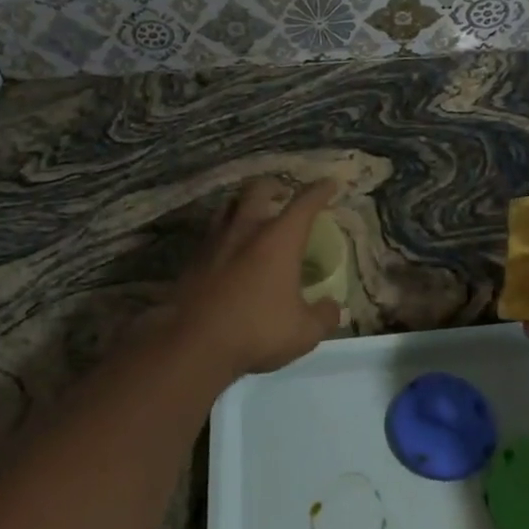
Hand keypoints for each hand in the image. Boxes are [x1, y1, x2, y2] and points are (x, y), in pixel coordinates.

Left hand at [172, 178, 342, 382]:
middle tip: (283, 193)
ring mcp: (216, 240)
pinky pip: (212, 231)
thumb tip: (335, 307)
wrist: (194, 344)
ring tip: (252, 213)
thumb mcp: (303, 331)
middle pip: (259, 190)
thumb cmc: (257, 330)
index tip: (330, 184)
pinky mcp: (194, 258)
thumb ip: (324, 316)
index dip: (320, 191)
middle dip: (274, 186)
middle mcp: (247, 229)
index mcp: (279, 239)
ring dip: (244, 203)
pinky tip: (228, 247)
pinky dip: (225, 230)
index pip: (304, 204)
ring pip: (229, 205)